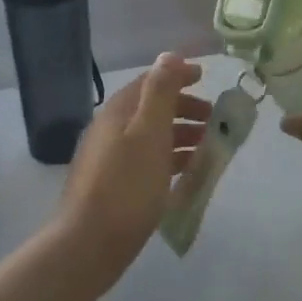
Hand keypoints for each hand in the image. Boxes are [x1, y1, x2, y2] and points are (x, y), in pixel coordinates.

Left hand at [58, 53, 206, 279]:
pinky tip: (185, 174)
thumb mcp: (150, 132)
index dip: (178, 75)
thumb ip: (160, 92)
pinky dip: (169, 159)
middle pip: (151, 108)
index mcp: (118, 111)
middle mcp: (110, 129)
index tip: (205, 77)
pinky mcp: (113, 186)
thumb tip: (169, 55)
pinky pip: (147, 161)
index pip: (150, 81)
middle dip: (183, 108)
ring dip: (180, 135)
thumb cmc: (126, 185)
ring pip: (151, 136)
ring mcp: (109, 159)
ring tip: (208, 147)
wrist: (88, 245)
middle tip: (213, 118)